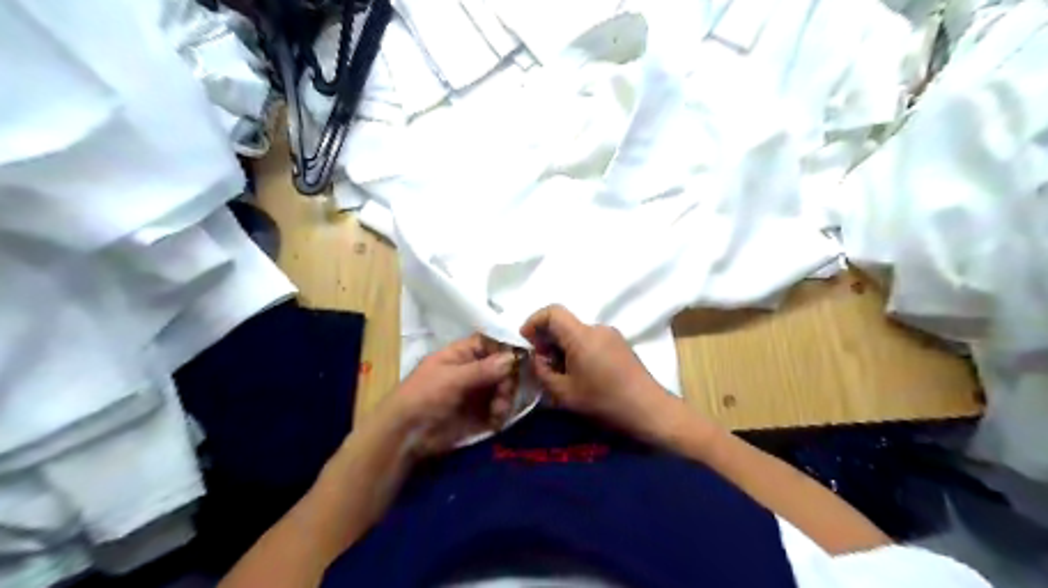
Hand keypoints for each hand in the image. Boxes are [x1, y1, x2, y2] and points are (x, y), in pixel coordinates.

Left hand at [381, 336, 517, 453]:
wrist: (405, 435)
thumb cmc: (423, 396)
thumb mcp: (452, 379)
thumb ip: (483, 369)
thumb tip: (512, 357)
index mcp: (462, 354)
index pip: (491, 343)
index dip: (506, 349)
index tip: (522, 359)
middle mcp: (473, 370)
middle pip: (502, 367)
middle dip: (508, 379)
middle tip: (505, 392)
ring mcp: (476, 392)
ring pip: (503, 388)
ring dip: (506, 398)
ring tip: (499, 411)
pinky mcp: (479, 413)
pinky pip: (499, 408)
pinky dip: (501, 413)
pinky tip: (496, 421)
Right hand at [521, 306, 684, 443]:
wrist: (649, 410)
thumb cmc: (604, 401)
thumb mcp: (564, 393)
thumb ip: (543, 372)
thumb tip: (539, 359)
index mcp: (582, 335)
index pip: (553, 312)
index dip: (534, 321)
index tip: (526, 341)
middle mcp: (597, 328)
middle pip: (565, 323)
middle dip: (547, 339)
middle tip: (542, 364)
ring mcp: (612, 335)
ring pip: (577, 333)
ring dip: (563, 347)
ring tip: (561, 373)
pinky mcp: (620, 345)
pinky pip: (591, 340)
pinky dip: (578, 350)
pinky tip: (580, 374)